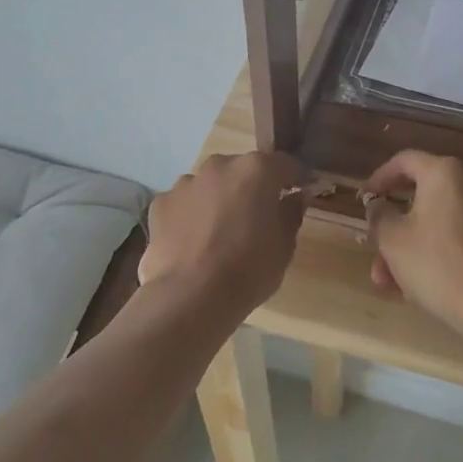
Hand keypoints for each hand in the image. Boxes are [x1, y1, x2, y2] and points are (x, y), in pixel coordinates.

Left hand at [138, 152, 309, 316]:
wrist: (190, 297)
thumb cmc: (248, 270)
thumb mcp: (284, 247)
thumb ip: (291, 213)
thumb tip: (296, 197)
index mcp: (256, 170)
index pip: (284, 164)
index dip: (295, 177)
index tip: (301, 191)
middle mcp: (220, 166)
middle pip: (243, 170)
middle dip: (253, 187)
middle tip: (258, 216)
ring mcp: (186, 183)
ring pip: (210, 184)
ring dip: (219, 199)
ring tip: (220, 232)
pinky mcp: (161, 203)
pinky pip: (184, 203)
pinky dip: (191, 215)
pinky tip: (193, 241)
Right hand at [363, 150, 462, 331]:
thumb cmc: (436, 263)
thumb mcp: (392, 239)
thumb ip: (379, 215)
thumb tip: (379, 205)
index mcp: (445, 173)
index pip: (404, 161)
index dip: (379, 179)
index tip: (363, 201)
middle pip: (420, 199)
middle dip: (392, 230)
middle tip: (375, 255)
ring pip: (436, 224)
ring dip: (409, 249)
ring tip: (390, 285)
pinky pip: (457, 238)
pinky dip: (434, 254)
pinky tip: (417, 288)